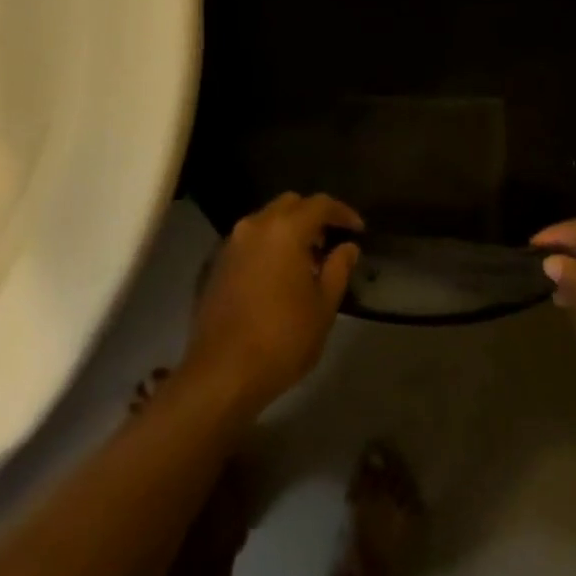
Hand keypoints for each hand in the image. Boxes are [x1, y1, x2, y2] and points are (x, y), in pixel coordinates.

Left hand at [185, 193, 363, 418]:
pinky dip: (269, 245)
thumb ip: (338, 268)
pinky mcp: (217, 263)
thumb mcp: (323, 306)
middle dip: (313, 216)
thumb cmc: (283, 338)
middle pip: (289, 204)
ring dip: (288, 230)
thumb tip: (347, 247)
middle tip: (330, 242)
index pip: (319, 204)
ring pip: (266, 220)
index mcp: (284, 230)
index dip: (342, 213)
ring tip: (307, 260)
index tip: (358, 229)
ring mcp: (231, 243)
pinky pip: (250, 240)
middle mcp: (255, 226)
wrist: (223, 371)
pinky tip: (279, 274)